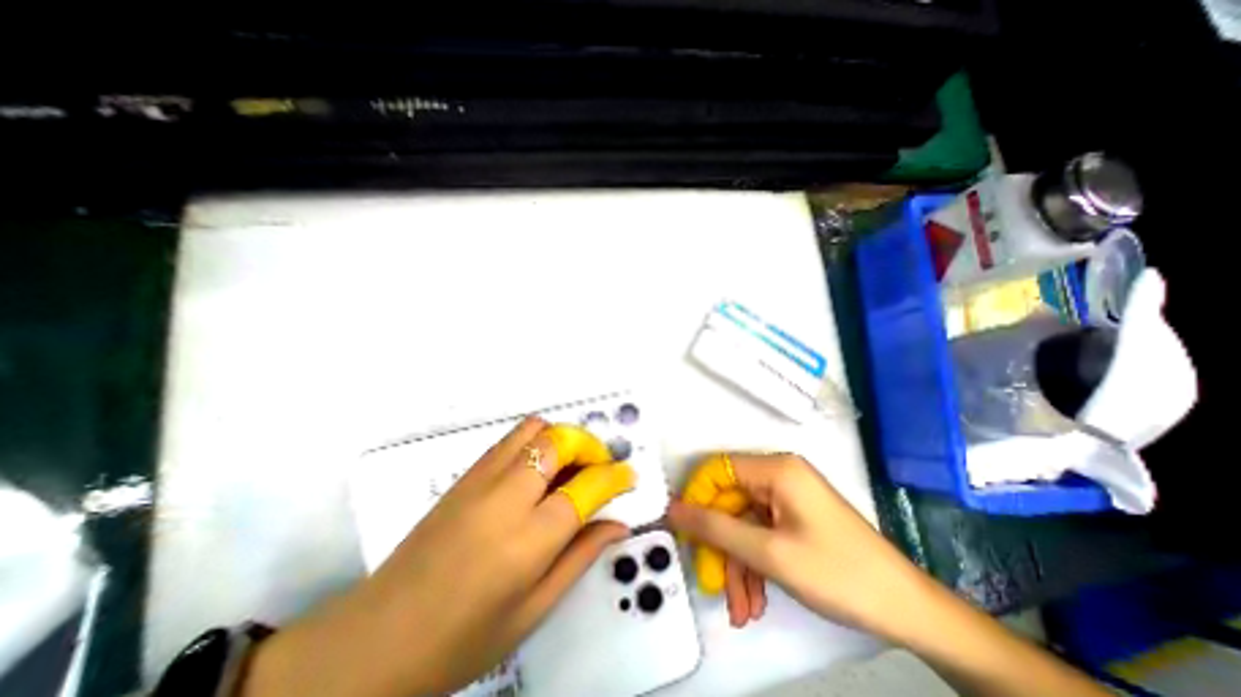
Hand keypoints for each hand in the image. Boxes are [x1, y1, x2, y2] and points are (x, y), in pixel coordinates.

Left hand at [238, 417, 633, 692]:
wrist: (374, 640)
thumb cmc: (462, 640)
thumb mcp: (534, 609)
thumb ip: (581, 557)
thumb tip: (618, 523)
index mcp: (528, 540)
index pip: (586, 487)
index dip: (614, 476)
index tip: (628, 476)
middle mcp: (507, 497)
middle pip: (560, 442)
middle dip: (590, 447)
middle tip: (598, 468)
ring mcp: (481, 479)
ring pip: (535, 429)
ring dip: (562, 438)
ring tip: (570, 465)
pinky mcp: (465, 474)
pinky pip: (511, 439)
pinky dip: (536, 441)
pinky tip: (538, 470)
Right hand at [669, 456, 919, 639]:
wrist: (908, 611)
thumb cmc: (838, 573)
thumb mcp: (768, 553)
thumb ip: (715, 528)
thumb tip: (673, 509)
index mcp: (776, 468)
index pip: (718, 470)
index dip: (698, 498)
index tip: (688, 533)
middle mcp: (780, 475)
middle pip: (730, 502)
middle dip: (722, 546)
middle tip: (713, 583)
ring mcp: (788, 498)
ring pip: (744, 524)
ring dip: (738, 564)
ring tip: (741, 608)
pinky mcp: (794, 518)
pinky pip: (761, 534)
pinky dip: (754, 565)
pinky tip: (756, 600)